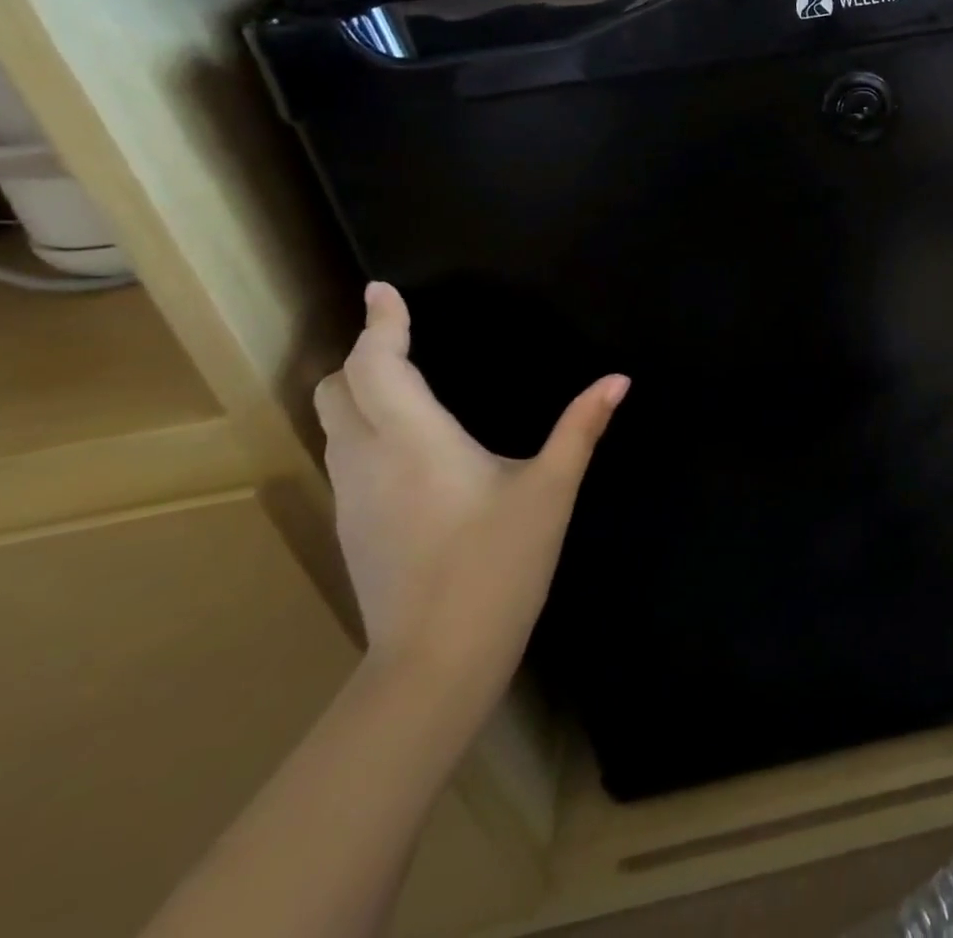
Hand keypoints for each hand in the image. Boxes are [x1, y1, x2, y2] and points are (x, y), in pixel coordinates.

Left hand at [314, 282, 626, 703]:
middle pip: (336, 389)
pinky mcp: (352, 527)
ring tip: (403, 380)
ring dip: (358, 391)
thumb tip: (618, 379)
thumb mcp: (551, 491)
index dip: (381, 323)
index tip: (384, 290)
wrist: (435, 663)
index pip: (378, 365)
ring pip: (334, 424)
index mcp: (415, 441)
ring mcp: (352, 497)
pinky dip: (363, 427)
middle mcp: (370, 459)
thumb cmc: (498, 565)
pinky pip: (344, 455)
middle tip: (403, 338)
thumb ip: (581, 428)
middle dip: (363, 355)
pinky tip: (407, 445)